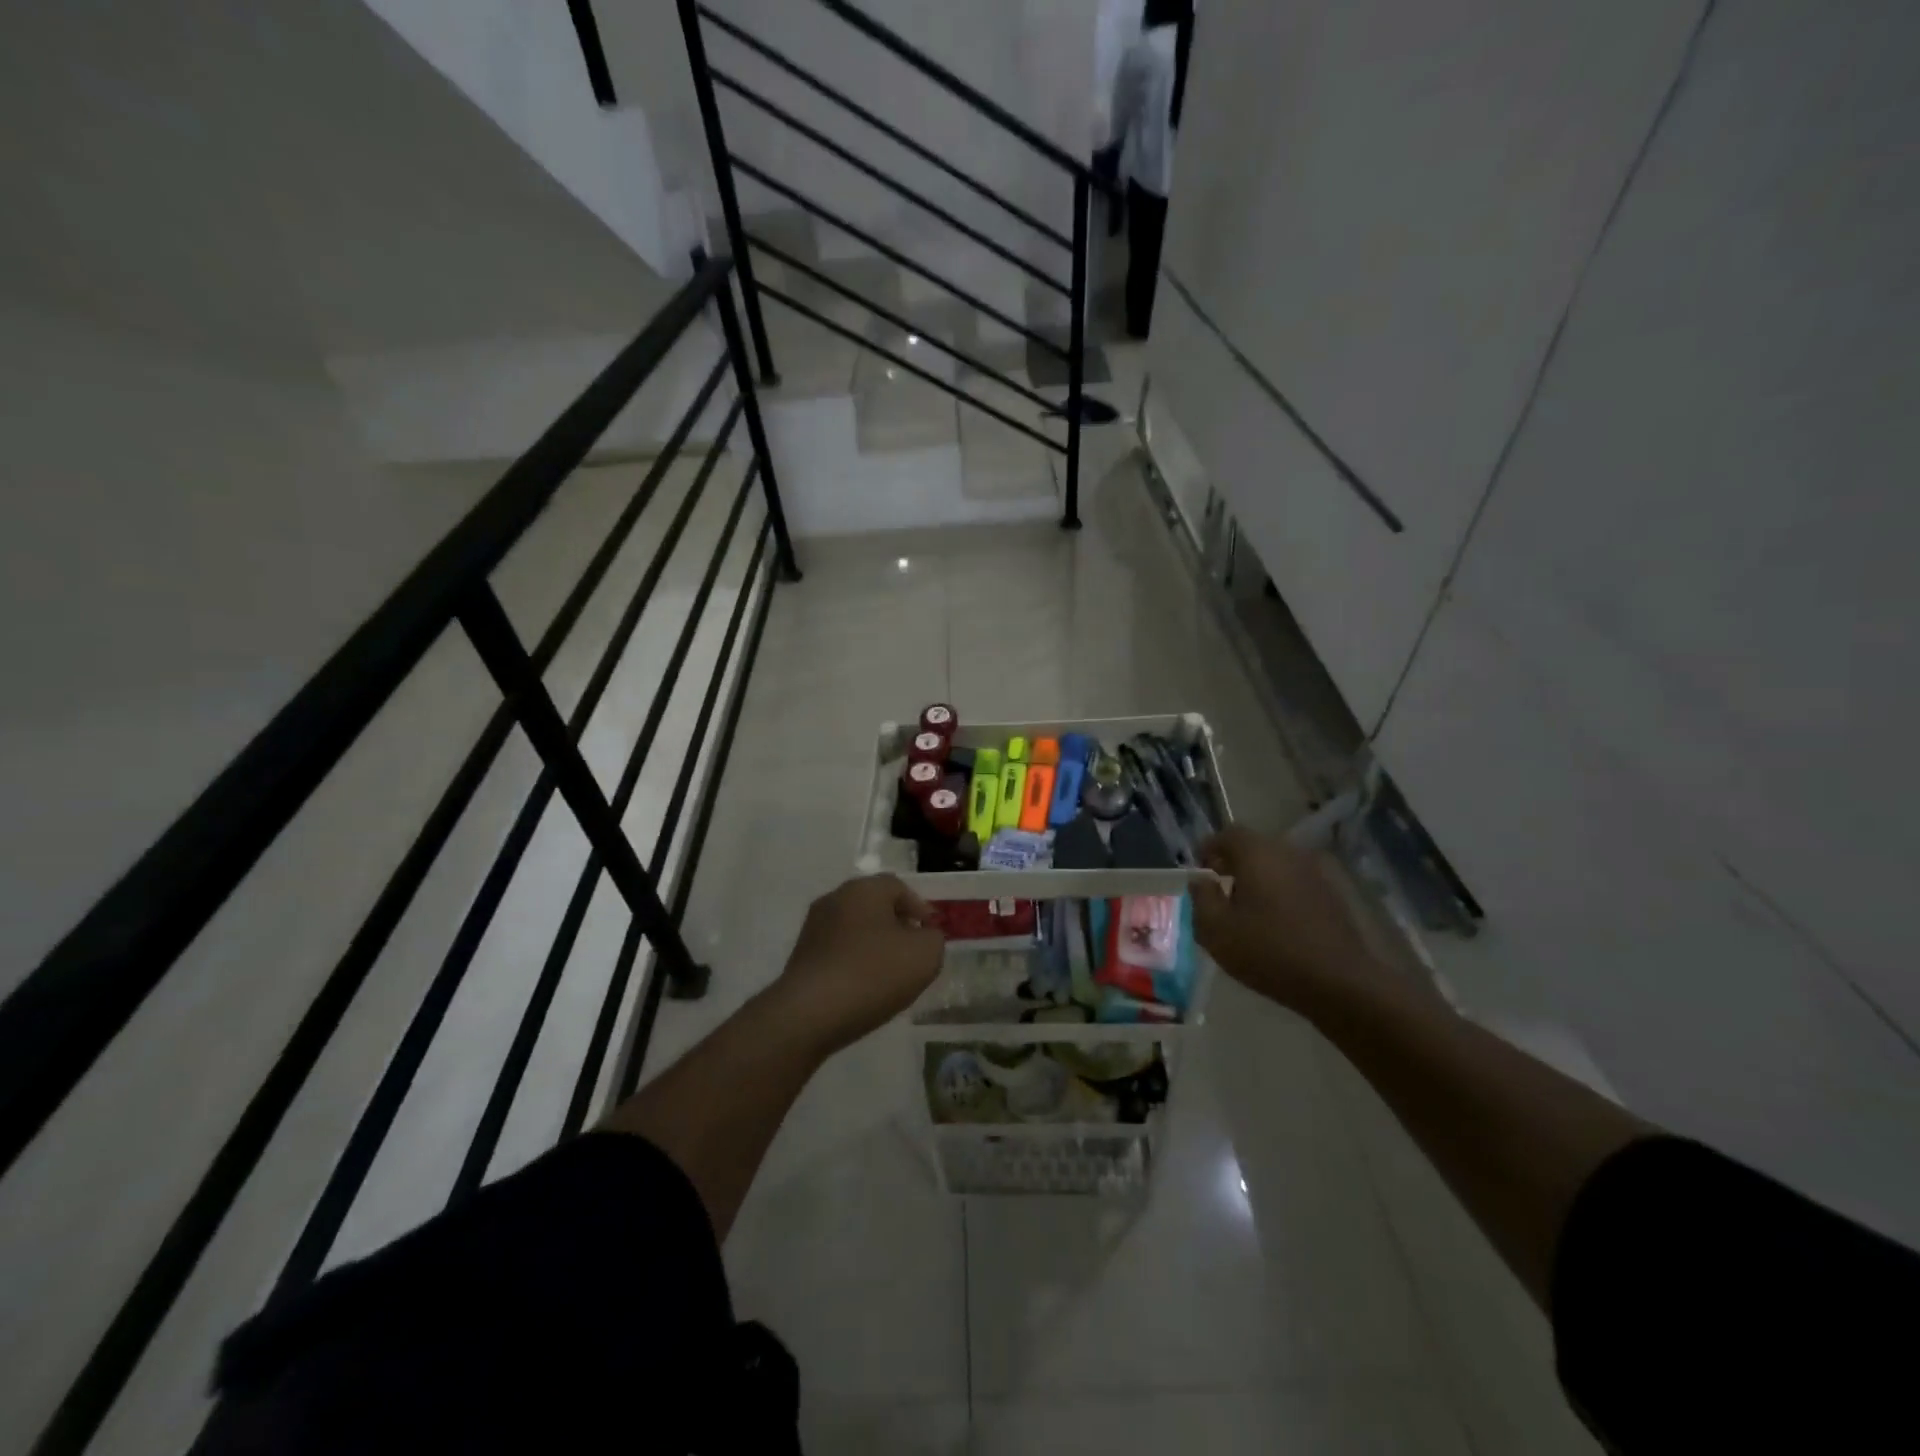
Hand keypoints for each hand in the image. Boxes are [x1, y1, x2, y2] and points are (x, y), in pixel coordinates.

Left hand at [769, 875, 944, 1056]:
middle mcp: (835, 899)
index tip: (931, 934)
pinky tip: (864, 988)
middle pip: (875, 906)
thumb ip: (934, 938)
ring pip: (855, 929)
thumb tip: (923, 936)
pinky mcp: (801, 956)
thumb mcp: (925, 955)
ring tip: (890, 976)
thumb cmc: (873, 973)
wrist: (809, 1014)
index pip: (899, 887)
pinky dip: (855, 963)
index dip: (920, 908)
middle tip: (914, 952)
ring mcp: (813, 927)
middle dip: (897, 926)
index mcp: (864, 889)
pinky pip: (838, 952)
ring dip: (875, 946)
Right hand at [1190, 826, 1390, 1017]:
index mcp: (1257, 853)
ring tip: (1246, 909)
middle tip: (1219, 890)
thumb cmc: (1268, 951)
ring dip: (1258, 878)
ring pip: (1276, 865)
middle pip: (1254, 847)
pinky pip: (1295, 882)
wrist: (1339, 982)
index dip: (1209, 849)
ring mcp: (1315, 873)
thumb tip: (1200, 880)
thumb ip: (1201, 898)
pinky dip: (1280, 892)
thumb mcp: (1216, 929)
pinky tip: (1275, 922)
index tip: (1200, 872)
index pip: (1228, 834)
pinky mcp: (1332, 895)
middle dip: (1233, 863)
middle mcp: (1288, 853)